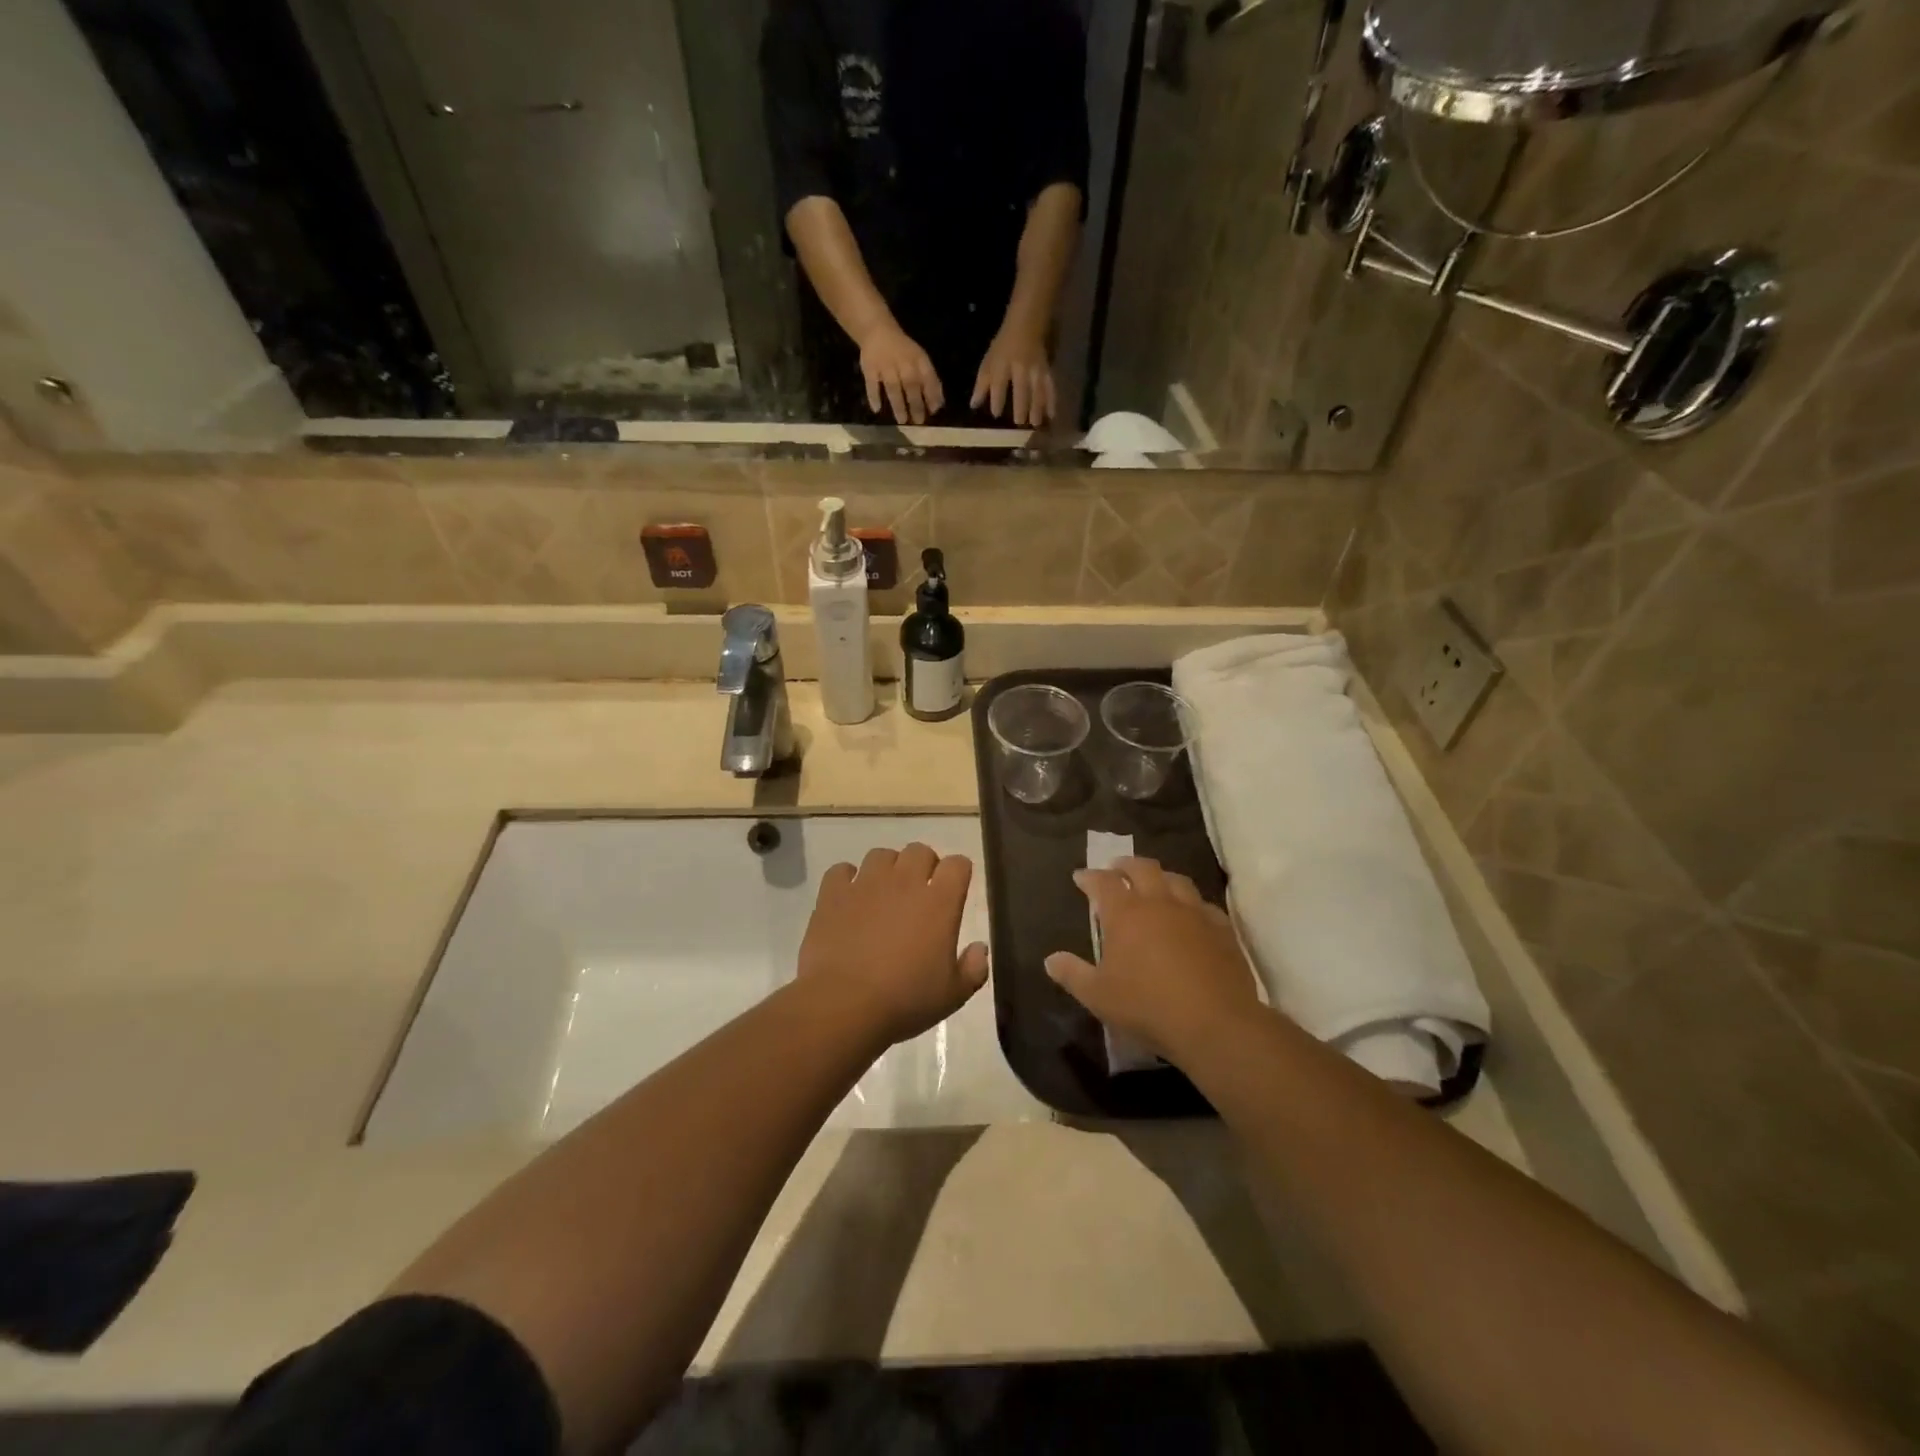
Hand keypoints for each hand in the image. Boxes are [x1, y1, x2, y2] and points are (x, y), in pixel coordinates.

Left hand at [798, 844, 989, 1046]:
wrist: (844, 1005)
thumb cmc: (905, 1000)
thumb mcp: (953, 995)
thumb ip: (974, 968)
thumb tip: (980, 948)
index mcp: (940, 902)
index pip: (958, 864)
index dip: (958, 873)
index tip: (955, 890)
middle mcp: (905, 882)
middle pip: (919, 851)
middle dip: (924, 865)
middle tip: (920, 893)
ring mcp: (866, 884)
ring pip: (881, 855)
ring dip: (887, 869)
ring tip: (884, 894)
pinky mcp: (833, 894)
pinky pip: (842, 870)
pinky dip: (847, 879)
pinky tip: (849, 898)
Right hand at [858, 321, 944, 424]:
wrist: (878, 330)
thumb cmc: (903, 351)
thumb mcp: (921, 360)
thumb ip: (930, 381)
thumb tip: (938, 405)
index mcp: (918, 359)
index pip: (927, 377)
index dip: (931, 394)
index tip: (933, 411)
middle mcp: (903, 362)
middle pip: (911, 384)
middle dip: (916, 404)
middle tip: (918, 422)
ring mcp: (885, 365)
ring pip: (892, 386)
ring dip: (898, 404)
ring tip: (902, 420)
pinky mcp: (870, 368)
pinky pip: (871, 383)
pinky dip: (873, 396)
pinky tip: (876, 409)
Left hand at [971, 325, 1055, 426]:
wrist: (1026, 324)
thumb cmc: (1004, 346)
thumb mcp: (989, 362)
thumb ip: (982, 385)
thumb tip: (974, 405)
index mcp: (1003, 364)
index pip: (999, 384)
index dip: (997, 399)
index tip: (996, 414)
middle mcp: (1021, 368)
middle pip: (1021, 389)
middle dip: (1020, 406)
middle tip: (1019, 423)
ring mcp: (1035, 369)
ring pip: (1038, 389)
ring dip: (1037, 407)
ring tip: (1035, 424)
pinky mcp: (1047, 370)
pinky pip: (1050, 387)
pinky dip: (1052, 401)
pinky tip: (1051, 415)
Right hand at [1045, 858, 1261, 1064]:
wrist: (1214, 1023)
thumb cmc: (1147, 1006)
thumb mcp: (1098, 995)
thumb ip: (1072, 974)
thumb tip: (1050, 960)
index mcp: (1125, 913)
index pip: (1103, 882)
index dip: (1090, 877)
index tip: (1081, 877)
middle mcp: (1159, 902)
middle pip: (1142, 868)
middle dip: (1126, 865)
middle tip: (1117, 869)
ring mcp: (1194, 913)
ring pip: (1176, 880)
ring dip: (1161, 877)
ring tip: (1154, 885)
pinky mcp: (1222, 929)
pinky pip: (1204, 905)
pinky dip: (1192, 904)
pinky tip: (1191, 915)